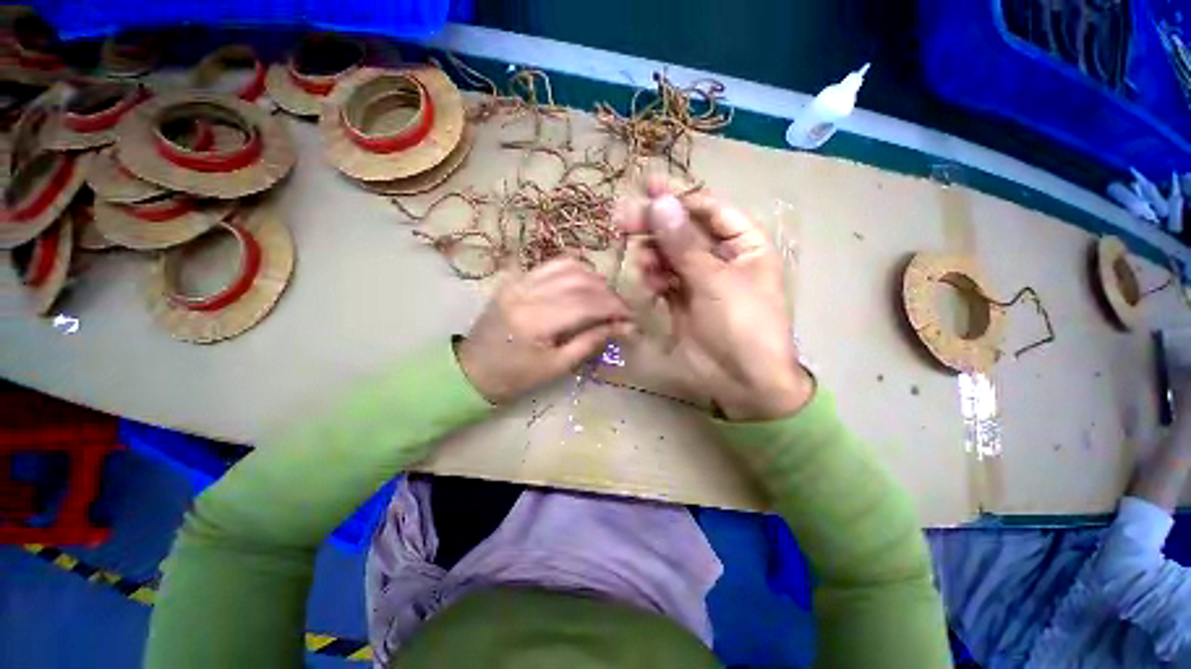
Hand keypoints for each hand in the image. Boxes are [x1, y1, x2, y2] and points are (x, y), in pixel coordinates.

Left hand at [457, 258, 632, 403]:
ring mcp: (518, 280)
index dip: (613, 308)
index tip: (630, 318)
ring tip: (604, 296)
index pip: (586, 303)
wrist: (474, 368)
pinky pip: (551, 264)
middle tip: (620, 310)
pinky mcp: (515, 277)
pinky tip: (583, 284)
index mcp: (536, 321)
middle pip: (580, 280)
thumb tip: (623, 327)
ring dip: (593, 278)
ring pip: (567, 265)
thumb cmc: (516, 376)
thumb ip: (591, 341)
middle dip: (607, 293)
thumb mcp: (557, 366)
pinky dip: (574, 270)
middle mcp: (527, 292)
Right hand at [616, 178, 812, 420]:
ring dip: (654, 253)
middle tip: (623, 219)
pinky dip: (654, 276)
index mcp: (744, 244)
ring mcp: (700, 279)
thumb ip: (684, 244)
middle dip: (656, 224)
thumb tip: (659, 203)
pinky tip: (650, 282)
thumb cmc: (742, 325)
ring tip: (643, 262)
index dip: (679, 197)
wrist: (742, 381)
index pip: (709, 209)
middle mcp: (721, 257)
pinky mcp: (683, 299)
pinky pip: (664, 278)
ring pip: (670, 254)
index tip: (647, 187)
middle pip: (684, 231)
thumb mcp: (716, 281)